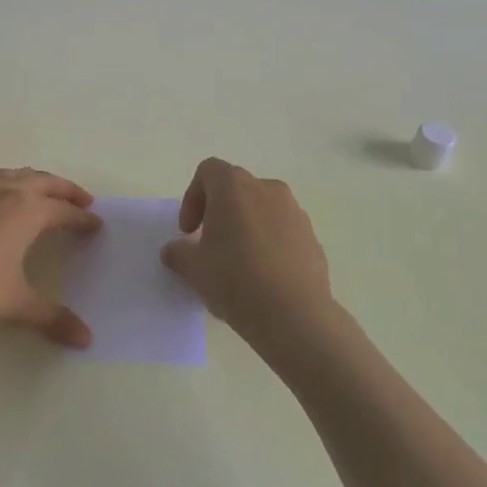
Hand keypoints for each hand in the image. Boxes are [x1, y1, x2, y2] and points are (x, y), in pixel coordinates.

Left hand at [0, 166, 100, 347]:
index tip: (95, 224)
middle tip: (79, 199)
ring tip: (34, 189)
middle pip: (40, 181)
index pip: (63, 211)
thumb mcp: (15, 305)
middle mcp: (0, 190)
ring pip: (4, 174)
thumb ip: (53, 318)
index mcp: (25, 211)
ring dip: (25, 179)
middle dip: (63, 189)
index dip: (82, 218)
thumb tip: (87, 340)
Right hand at [159, 157, 333, 354]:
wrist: (295, 315)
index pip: (208, 171)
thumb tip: (174, 251)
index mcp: (234, 187)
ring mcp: (295, 212)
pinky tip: (264, 276)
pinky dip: (269, 243)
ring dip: (246, 226)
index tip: (189, 231)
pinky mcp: (312, 237)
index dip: (192, 197)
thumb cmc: (235, 279)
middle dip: (219, 211)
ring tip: (239, 262)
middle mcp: (267, 189)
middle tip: (210, 244)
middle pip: (236, 188)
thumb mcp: (193, 268)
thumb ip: (178, 253)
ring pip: (262, 208)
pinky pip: (283, 230)